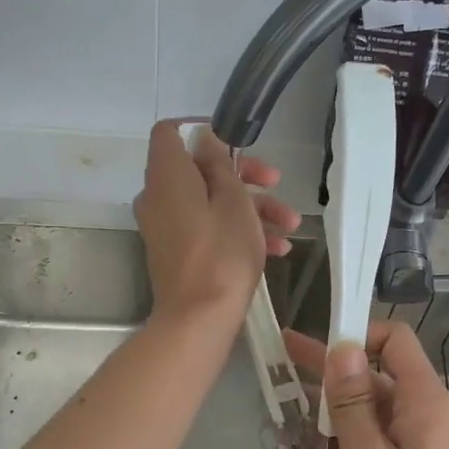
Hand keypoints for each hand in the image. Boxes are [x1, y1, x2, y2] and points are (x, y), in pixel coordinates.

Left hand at [134, 120, 299, 331]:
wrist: (199, 318)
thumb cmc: (221, 253)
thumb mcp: (233, 201)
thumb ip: (219, 164)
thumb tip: (205, 140)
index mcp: (167, 176)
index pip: (170, 133)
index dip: (202, 130)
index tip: (235, 141)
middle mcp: (158, 197)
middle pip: (199, 169)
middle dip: (243, 175)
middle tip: (275, 182)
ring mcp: (166, 227)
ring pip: (209, 202)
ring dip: (251, 208)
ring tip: (290, 225)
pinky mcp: (176, 252)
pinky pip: (206, 228)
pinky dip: (236, 231)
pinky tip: (277, 248)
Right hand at [285, 322, 448, 448]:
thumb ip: (352, 404)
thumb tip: (343, 348)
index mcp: (421, 401)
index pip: (393, 340)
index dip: (356, 334)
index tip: (314, 345)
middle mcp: (419, 413)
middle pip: (371, 375)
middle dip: (328, 374)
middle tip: (279, 362)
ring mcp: (412, 443)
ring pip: (365, 412)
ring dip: (329, 418)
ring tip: (286, 428)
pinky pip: (368, 442)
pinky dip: (341, 447)